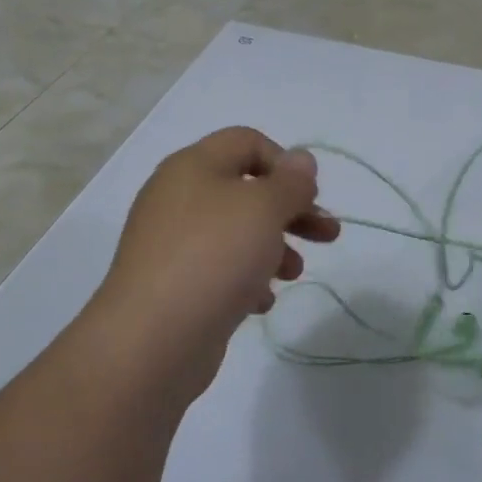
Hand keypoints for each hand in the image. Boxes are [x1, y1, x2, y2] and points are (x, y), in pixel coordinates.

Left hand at [93, 128, 338, 408]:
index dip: (285, 162)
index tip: (310, 196)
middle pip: (247, 190)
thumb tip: (301, 160)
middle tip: (328, 234)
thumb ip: (290, 182)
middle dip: (292, 210)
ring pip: (236, 232)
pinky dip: (247, 279)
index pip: (247, 141)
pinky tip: (261, 302)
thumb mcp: (264, 208)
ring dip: (275, 247)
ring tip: (295, 274)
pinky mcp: (174, 284)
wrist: (152, 339)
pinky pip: (219, 269)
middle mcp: (179, 198)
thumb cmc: (213, 257)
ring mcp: (173, 243)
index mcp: (194, 166)